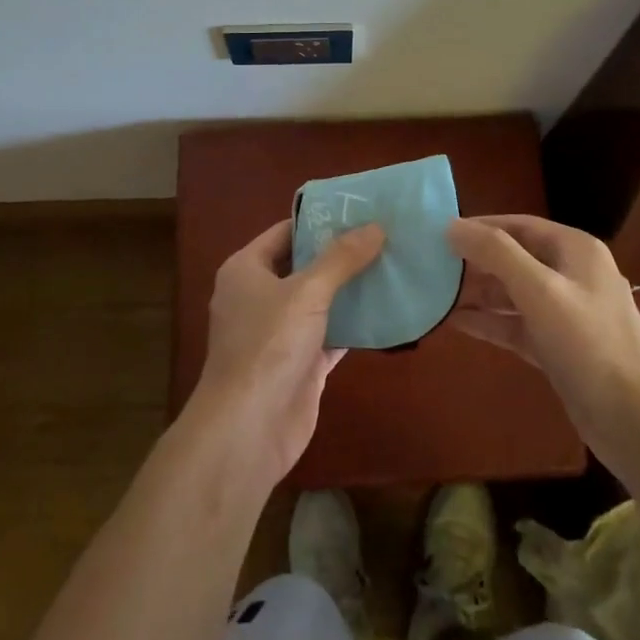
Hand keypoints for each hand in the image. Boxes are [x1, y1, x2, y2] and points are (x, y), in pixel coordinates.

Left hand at [186, 219, 384, 487]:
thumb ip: (341, 259)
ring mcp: (279, 333)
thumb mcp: (307, 292)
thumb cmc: (268, 345)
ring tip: (394, 265)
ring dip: (351, 289)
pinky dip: (355, 325)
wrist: (248, 429)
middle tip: (385, 235)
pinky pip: (332, 334)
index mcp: (246, 270)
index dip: (320, 220)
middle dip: (342, 254)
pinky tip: (389, 311)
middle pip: (305, 265)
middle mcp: (259, 296)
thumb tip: (375, 226)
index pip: (285, 232)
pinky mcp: (300, 364)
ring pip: (320, 301)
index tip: (360, 210)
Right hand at [446, 214, 639, 482]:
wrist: (638, 422)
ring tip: (435, 293)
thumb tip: (451, 226)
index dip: (479, 226)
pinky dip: (489, 322)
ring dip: (478, 293)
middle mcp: (572, 274)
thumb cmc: (590, 344)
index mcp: (575, 250)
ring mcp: (566, 313)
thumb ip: (495, 254)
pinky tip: (455, 323)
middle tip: (430, 265)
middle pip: (514, 257)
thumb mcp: (540, 291)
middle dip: (475, 261)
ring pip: (513, 293)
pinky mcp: (558, 347)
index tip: (438, 233)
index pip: (518, 225)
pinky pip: (516, 324)